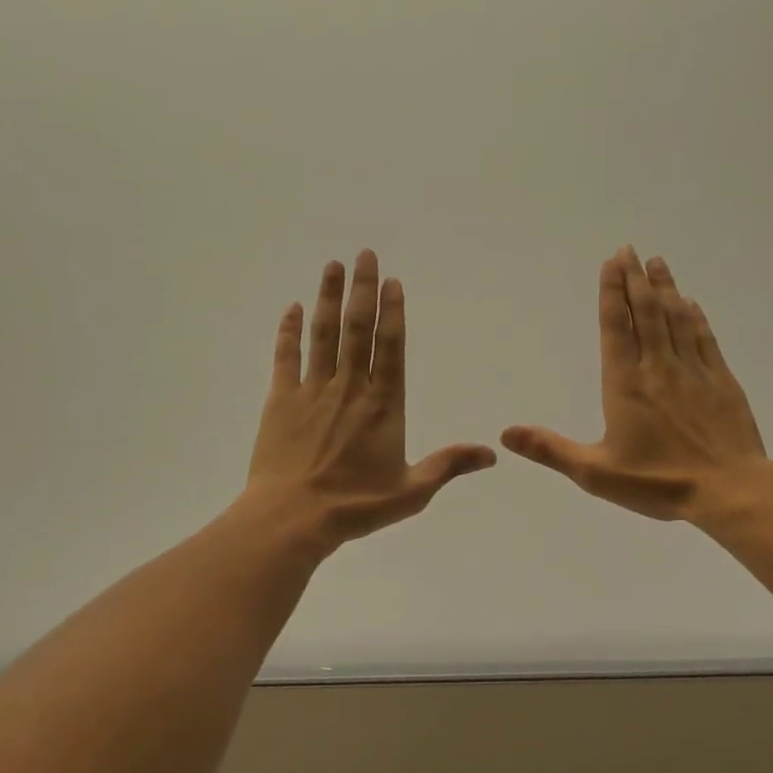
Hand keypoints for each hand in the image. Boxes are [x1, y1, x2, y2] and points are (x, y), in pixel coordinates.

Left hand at [246, 250, 495, 548]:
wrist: (292, 518)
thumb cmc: (355, 506)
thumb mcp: (411, 492)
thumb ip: (449, 466)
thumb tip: (492, 454)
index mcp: (383, 406)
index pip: (390, 348)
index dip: (392, 312)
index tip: (392, 281)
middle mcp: (349, 388)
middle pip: (356, 329)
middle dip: (362, 289)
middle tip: (364, 255)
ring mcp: (312, 391)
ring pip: (322, 335)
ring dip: (327, 298)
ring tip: (332, 266)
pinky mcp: (280, 401)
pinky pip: (285, 357)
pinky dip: (288, 331)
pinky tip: (292, 308)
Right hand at [501, 247, 767, 522]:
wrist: (730, 491)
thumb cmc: (658, 483)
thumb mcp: (595, 473)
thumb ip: (550, 449)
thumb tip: (505, 434)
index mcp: (625, 384)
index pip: (616, 328)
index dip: (611, 293)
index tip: (611, 263)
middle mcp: (658, 368)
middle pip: (646, 313)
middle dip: (636, 280)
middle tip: (630, 250)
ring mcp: (693, 371)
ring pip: (675, 319)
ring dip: (665, 289)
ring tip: (657, 262)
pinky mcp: (721, 381)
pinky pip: (704, 339)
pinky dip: (694, 317)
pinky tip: (690, 303)